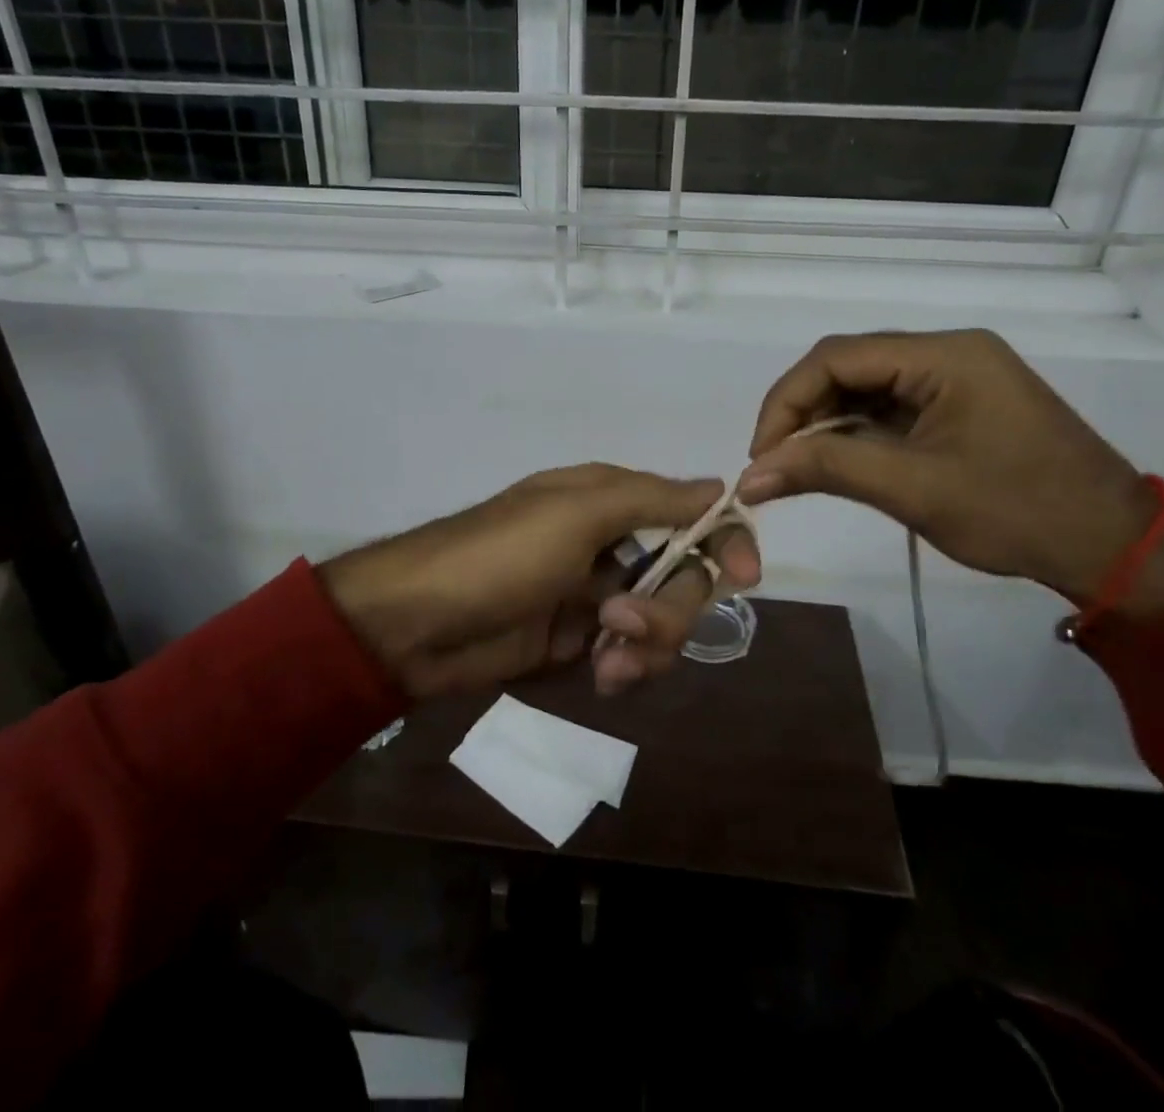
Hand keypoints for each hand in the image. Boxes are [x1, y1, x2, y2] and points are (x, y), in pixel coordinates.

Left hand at [318, 465, 760, 698]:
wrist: (419, 622)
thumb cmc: (500, 554)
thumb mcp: (577, 513)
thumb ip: (653, 500)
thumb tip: (721, 486)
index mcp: (611, 499)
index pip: (691, 512)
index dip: (723, 541)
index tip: (744, 579)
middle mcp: (611, 543)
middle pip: (684, 576)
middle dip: (670, 608)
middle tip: (624, 624)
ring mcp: (595, 595)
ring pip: (662, 622)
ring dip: (646, 645)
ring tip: (605, 661)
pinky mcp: (579, 640)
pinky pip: (630, 655)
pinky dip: (624, 667)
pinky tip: (597, 676)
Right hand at [737, 330, 1163, 615]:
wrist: (1112, 548)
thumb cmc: (1017, 512)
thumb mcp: (913, 488)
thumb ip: (826, 468)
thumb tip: (748, 475)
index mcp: (945, 355)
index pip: (837, 357)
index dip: (787, 400)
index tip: (761, 453)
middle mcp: (948, 352)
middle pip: (848, 366)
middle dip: (803, 412)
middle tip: (774, 463)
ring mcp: (956, 377)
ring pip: (865, 387)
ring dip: (826, 424)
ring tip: (798, 467)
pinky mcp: (959, 405)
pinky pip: (890, 407)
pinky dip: (856, 433)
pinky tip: (838, 462)